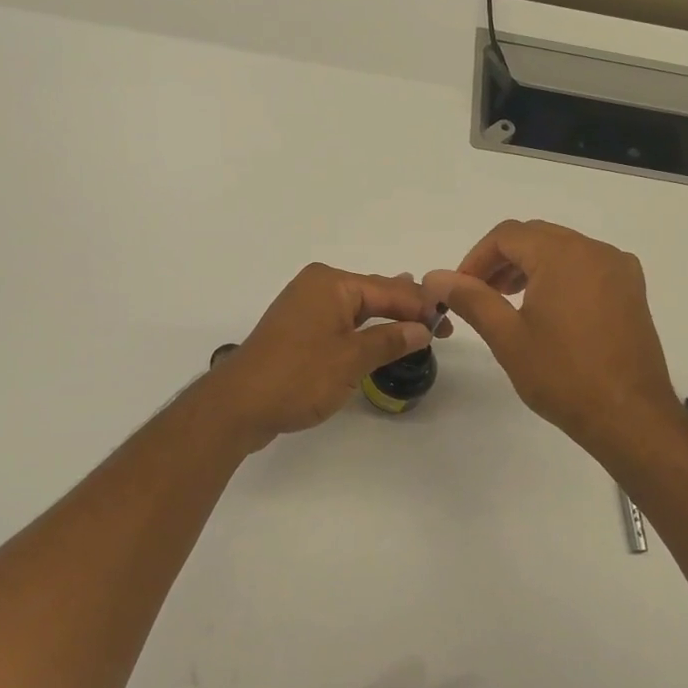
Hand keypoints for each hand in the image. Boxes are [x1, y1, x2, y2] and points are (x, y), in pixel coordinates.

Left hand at [206, 264, 437, 449]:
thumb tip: (422, 328)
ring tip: (418, 322)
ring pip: (356, 307)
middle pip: (373, 293)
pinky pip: (340, 321)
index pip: (388, 289)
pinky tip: (378, 335)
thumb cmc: (297, 377)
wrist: (238, 404)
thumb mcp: (350, 359)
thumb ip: (389, 341)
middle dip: (406, 309)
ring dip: (385, 318)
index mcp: (331, 283)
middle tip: (440, 327)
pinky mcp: (297, 329)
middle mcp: (317, 286)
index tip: (449, 323)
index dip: (421, 306)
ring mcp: (304, 306)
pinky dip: (363, 329)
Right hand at [424, 220, 682, 457]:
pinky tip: (546, 310)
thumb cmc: (563, 376)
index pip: (507, 235)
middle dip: (501, 260)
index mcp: (563, 254)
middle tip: (479, 294)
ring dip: (529, 267)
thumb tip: (435, 276)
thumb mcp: (507, 336)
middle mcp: (595, 250)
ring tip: (507, 303)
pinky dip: (558, 276)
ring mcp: (618, 269)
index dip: (476, 258)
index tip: (459, 289)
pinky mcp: (631, 291)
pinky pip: (586, 266)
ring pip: (561, 250)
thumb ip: (470, 298)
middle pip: (535, 237)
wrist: (630, 417)